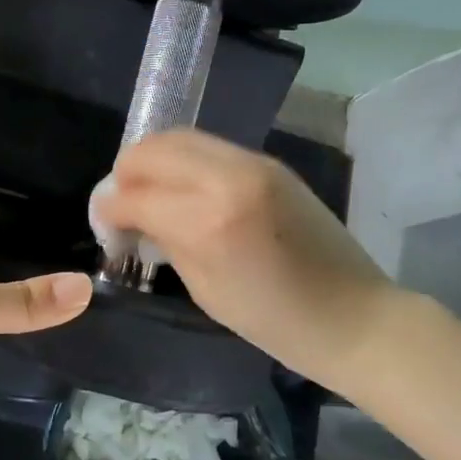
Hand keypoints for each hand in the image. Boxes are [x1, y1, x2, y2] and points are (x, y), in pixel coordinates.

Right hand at [93, 130, 394, 384]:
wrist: (354, 315)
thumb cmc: (275, 322)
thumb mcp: (205, 289)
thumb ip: (163, 240)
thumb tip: (129, 215)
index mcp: (209, 220)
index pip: (135, 195)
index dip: (109, 210)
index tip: (106, 227)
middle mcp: (228, 177)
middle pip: (152, 149)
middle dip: (126, 173)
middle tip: (123, 205)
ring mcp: (252, 163)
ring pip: (179, 137)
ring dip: (153, 161)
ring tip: (149, 193)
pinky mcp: (268, 162)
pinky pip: (208, 147)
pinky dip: (183, 161)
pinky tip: (183, 190)